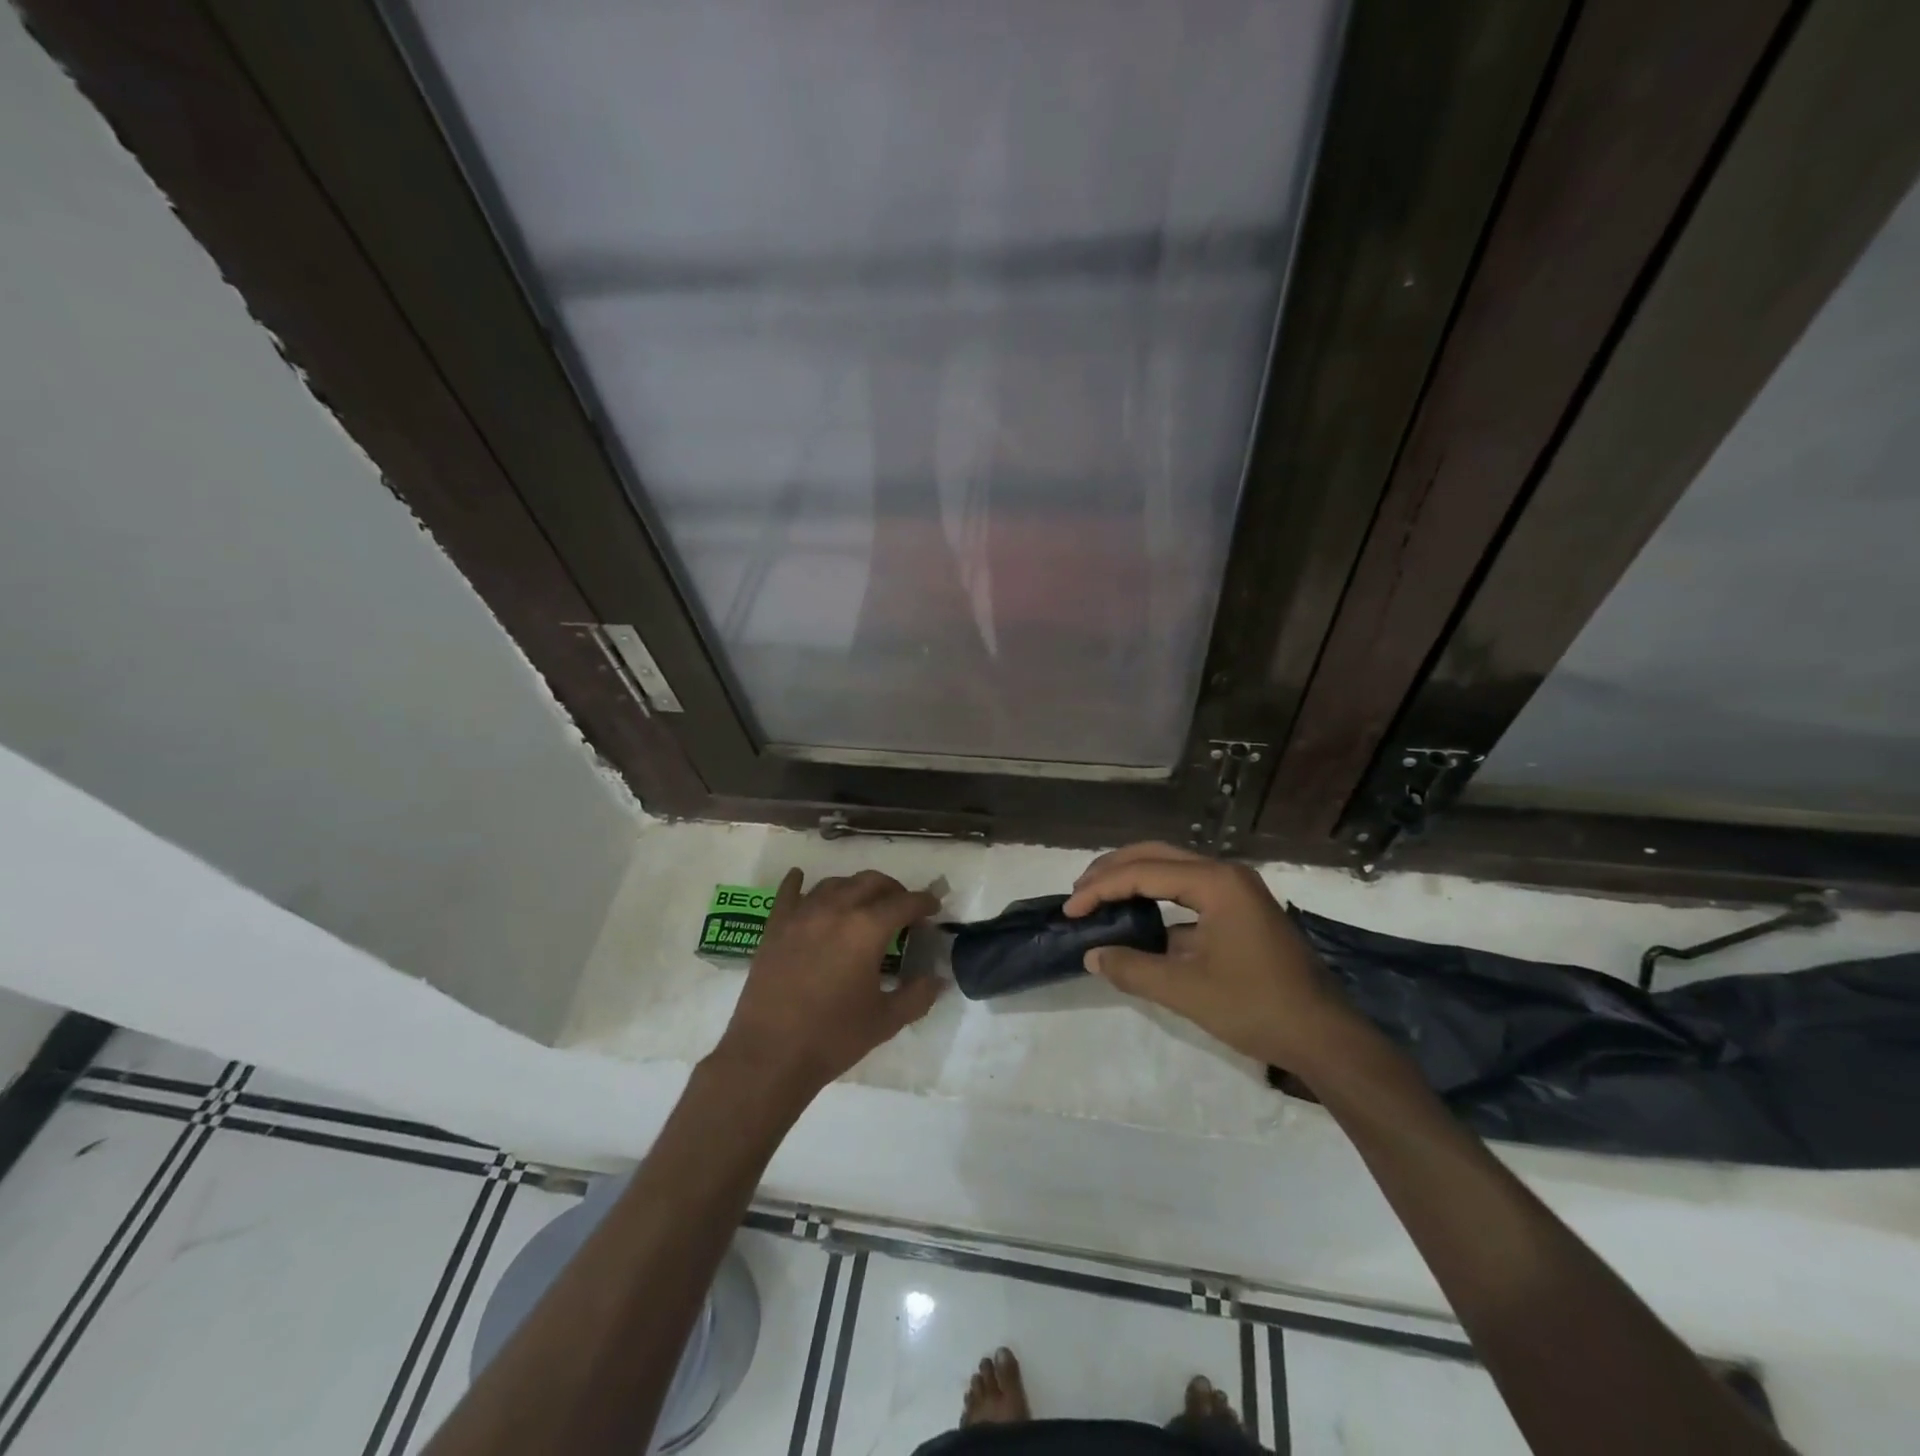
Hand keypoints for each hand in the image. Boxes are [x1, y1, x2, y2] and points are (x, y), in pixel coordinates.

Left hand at [713, 868, 942, 1103]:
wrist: (769, 1056)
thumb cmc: (833, 1038)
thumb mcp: (885, 1021)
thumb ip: (917, 995)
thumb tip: (937, 979)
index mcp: (867, 929)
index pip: (904, 903)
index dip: (923, 902)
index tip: (934, 908)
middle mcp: (835, 910)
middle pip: (870, 882)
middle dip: (893, 890)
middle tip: (903, 908)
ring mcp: (801, 915)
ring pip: (835, 884)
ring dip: (855, 887)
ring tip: (863, 904)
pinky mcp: (775, 927)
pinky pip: (788, 893)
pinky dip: (798, 882)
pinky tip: (800, 877)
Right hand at [1064, 842, 1359, 1071]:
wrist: (1325, 1036)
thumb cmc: (1256, 1007)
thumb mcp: (1186, 991)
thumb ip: (1132, 969)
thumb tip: (1092, 955)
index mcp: (1216, 882)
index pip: (1143, 873)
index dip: (1100, 889)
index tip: (1070, 910)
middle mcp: (1226, 873)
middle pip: (1157, 855)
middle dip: (1113, 870)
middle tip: (1079, 892)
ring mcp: (1238, 889)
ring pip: (1173, 868)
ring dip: (1134, 879)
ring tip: (1098, 897)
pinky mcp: (1242, 909)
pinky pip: (1189, 889)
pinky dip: (1157, 897)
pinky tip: (1137, 917)